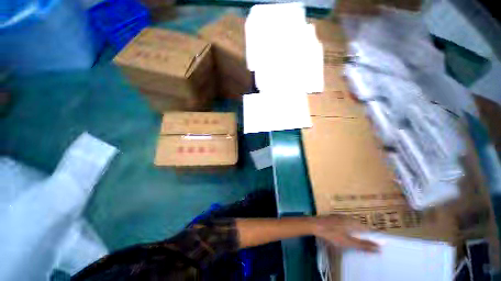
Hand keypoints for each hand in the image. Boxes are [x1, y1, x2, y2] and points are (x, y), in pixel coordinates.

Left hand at [312, 214, 378, 251]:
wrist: (315, 225)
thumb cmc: (332, 234)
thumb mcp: (348, 242)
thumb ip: (363, 245)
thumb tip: (379, 248)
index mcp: (353, 222)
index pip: (367, 228)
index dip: (372, 234)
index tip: (376, 240)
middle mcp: (347, 217)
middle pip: (359, 224)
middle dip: (364, 231)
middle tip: (367, 240)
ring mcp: (339, 216)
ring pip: (351, 222)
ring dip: (356, 229)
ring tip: (358, 236)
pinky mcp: (333, 217)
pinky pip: (344, 221)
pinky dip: (348, 227)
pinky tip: (344, 231)